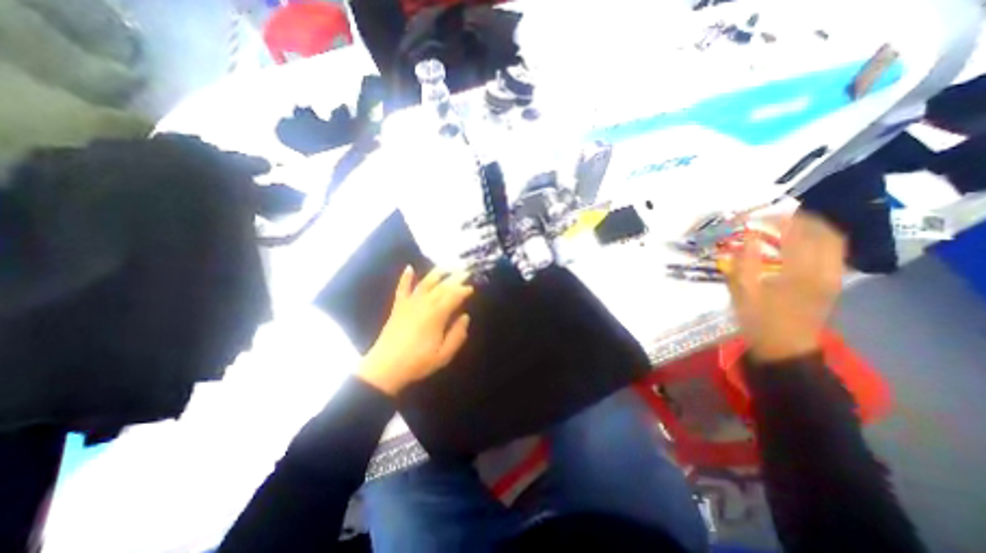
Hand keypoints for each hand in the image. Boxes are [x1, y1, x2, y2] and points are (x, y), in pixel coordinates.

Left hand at [360, 266, 474, 394]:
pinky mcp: (398, 307)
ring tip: (446, 265)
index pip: (454, 296)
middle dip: (455, 278)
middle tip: (465, 271)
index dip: (464, 290)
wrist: (385, 368)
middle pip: (442, 287)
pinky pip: (402, 288)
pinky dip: (405, 277)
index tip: (472, 288)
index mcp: (437, 315)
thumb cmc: (418, 362)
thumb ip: (457, 334)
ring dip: (437, 273)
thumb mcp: (444, 355)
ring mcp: (409, 303)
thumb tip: (465, 317)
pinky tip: (409, 267)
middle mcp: (424, 304)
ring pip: (425, 283)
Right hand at [722, 213, 846, 361]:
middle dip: (799, 219)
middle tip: (773, 217)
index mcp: (801, 272)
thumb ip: (744, 262)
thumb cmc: (758, 319)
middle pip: (823, 232)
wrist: (784, 346)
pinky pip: (832, 252)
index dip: (778, 219)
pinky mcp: (833, 282)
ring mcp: (834, 276)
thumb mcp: (743, 291)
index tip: (757, 216)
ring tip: (785, 225)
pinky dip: (817, 240)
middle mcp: (825, 270)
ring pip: (832, 240)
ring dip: (811, 227)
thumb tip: (747, 236)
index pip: (798, 233)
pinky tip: (797, 242)